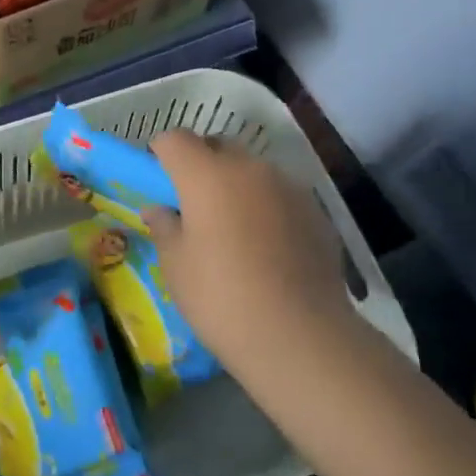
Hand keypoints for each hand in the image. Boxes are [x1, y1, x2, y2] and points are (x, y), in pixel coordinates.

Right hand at [141, 132, 351, 369]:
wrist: (299, 335)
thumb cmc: (221, 297)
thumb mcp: (176, 266)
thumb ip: (165, 228)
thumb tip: (159, 210)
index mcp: (206, 174)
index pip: (176, 139)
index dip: (163, 153)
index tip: (160, 178)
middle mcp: (249, 168)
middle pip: (218, 146)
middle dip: (202, 164)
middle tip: (194, 203)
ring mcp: (288, 187)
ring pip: (253, 171)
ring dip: (238, 186)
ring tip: (235, 228)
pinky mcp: (316, 211)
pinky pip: (281, 196)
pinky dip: (268, 208)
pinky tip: (268, 248)